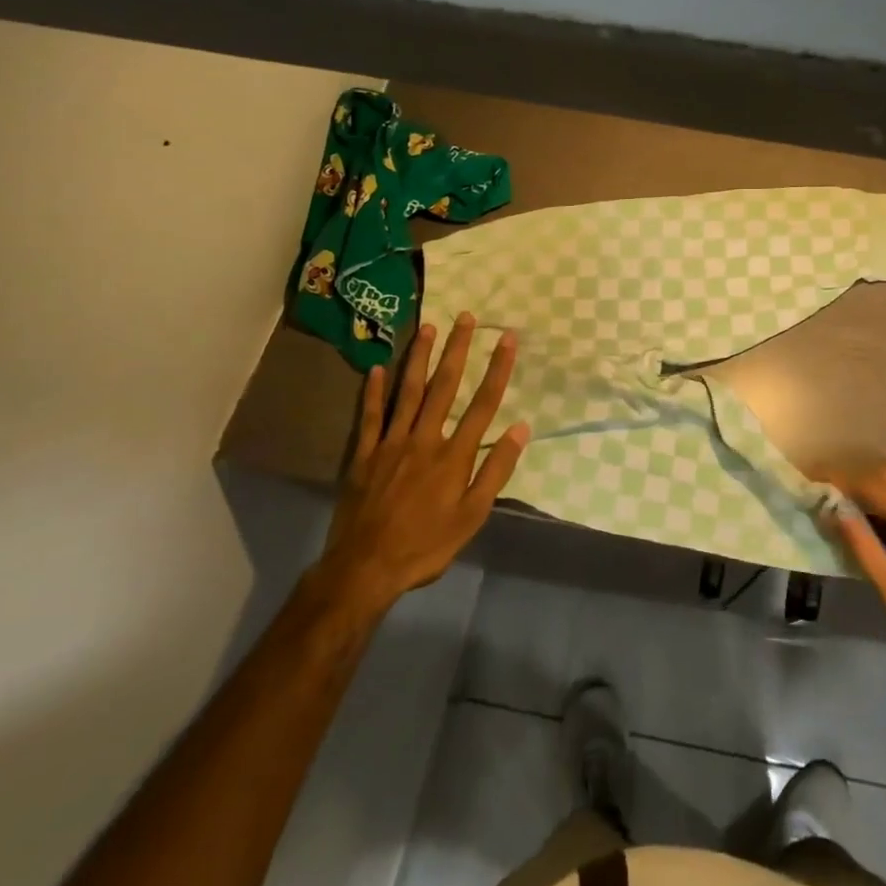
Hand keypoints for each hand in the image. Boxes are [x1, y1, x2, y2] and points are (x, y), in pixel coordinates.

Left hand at [314, 314, 529, 617]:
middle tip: (465, 317)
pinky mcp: (364, 454)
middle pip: (445, 386)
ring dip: (419, 357)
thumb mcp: (473, 515)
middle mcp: (425, 438)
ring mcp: (391, 443)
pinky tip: (377, 368)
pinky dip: (374, 391)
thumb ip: (496, 469)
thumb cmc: (427, 545)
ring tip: (428, 326)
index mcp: (455, 454)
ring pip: (408, 391)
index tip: (508, 338)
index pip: (483, 403)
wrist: (366, 568)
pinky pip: (370, 416)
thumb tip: (521, 428)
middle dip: (458, 349)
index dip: (498, 368)